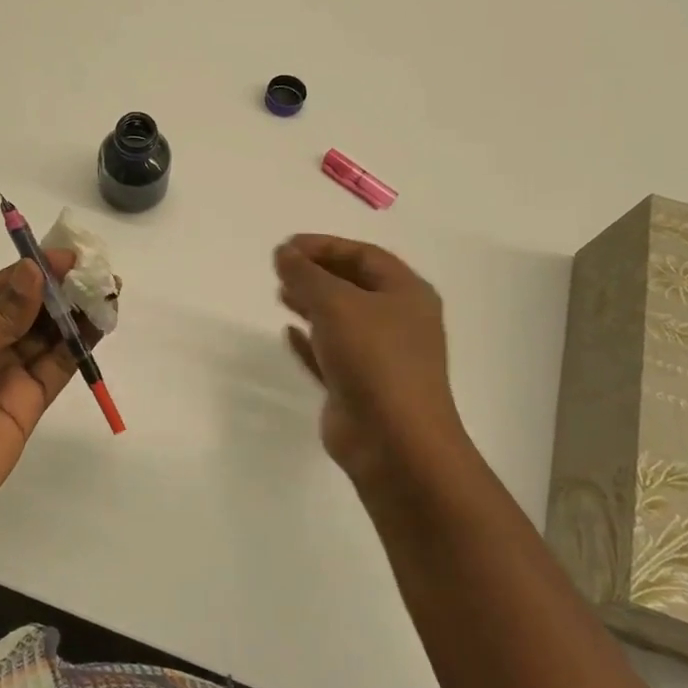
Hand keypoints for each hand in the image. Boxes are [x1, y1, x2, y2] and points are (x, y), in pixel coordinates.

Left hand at [0, 251, 96, 549]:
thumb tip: (34, 273)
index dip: (29, 271)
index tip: (65, 255)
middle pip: (26, 311)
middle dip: (58, 290)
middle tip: (94, 271)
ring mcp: (4, 379)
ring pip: (46, 338)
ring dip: (74, 315)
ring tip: (106, 291)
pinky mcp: (25, 409)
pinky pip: (55, 370)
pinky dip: (78, 349)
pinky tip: (97, 325)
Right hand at [274, 234, 471, 487]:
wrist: (393, 441)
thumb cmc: (373, 359)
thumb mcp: (336, 304)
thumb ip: (306, 274)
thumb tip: (283, 252)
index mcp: (407, 294)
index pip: (364, 255)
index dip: (325, 246)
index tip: (286, 247)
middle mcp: (398, 321)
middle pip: (353, 285)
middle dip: (316, 273)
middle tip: (280, 269)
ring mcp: (380, 357)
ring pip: (341, 320)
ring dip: (311, 304)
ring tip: (280, 294)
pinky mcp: (358, 387)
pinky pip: (330, 354)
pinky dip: (310, 341)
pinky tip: (288, 333)